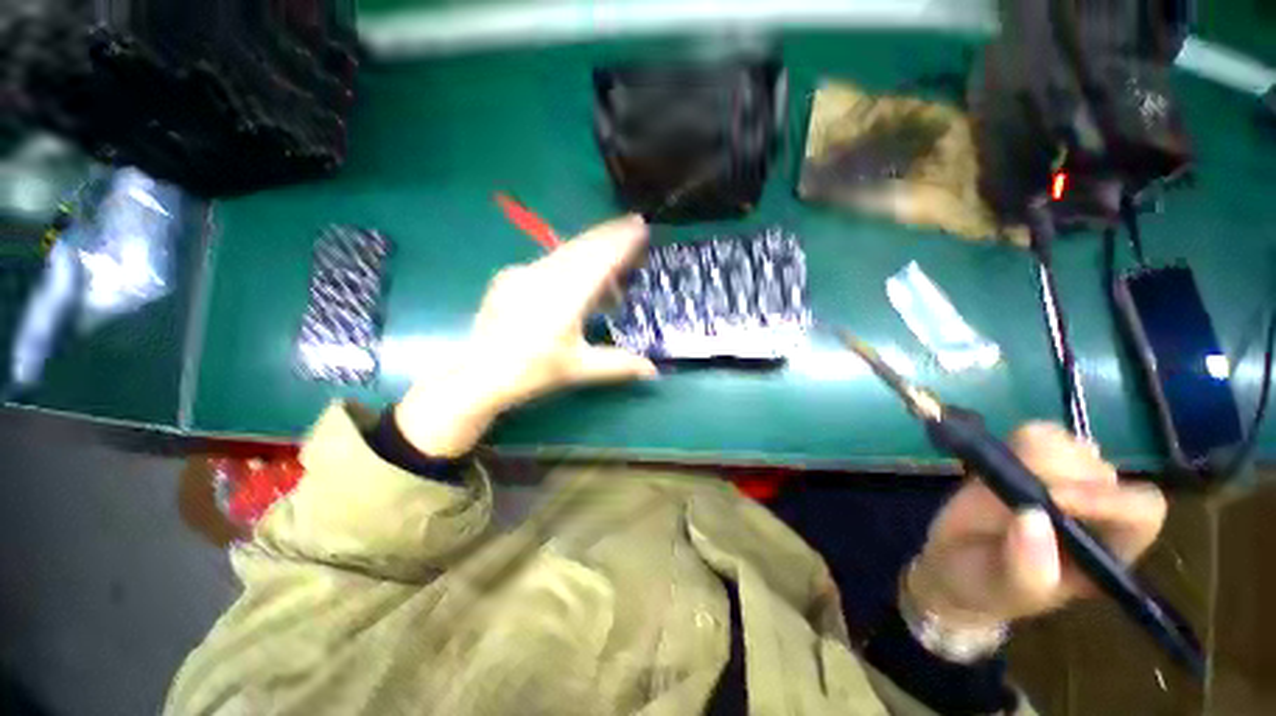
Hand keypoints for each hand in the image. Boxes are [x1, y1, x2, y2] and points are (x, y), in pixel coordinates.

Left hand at [395, 215, 657, 455]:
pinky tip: (575, 273)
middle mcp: (545, 275)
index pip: (600, 259)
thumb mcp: (579, 368)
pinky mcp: (510, 277)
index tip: (640, 226)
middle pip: (584, 246)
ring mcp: (524, 273)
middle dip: (610, 233)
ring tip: (611, 250)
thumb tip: (654, 370)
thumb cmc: (532, 370)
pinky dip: (570, 260)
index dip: (622, 241)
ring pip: (565, 250)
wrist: (477, 373)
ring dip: (591, 246)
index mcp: (566, 295)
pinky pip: (548, 261)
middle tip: (632, 224)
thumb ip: (619, 364)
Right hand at [908, 422, 1167, 627]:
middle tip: (1009, 488)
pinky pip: (1040, 434)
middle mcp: (1098, 510)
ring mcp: (1065, 479)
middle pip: (1100, 470)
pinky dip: (1018, 440)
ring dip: (1033, 454)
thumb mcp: (1006, 590)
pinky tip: (1000, 462)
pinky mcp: (1032, 459)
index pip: (1139, 512)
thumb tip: (1032, 517)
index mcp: (1108, 550)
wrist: (955, 564)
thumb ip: (1028, 569)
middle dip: (1054, 475)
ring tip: (1000, 478)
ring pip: (1071, 444)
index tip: (1052, 499)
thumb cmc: (987, 586)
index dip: (1105, 500)